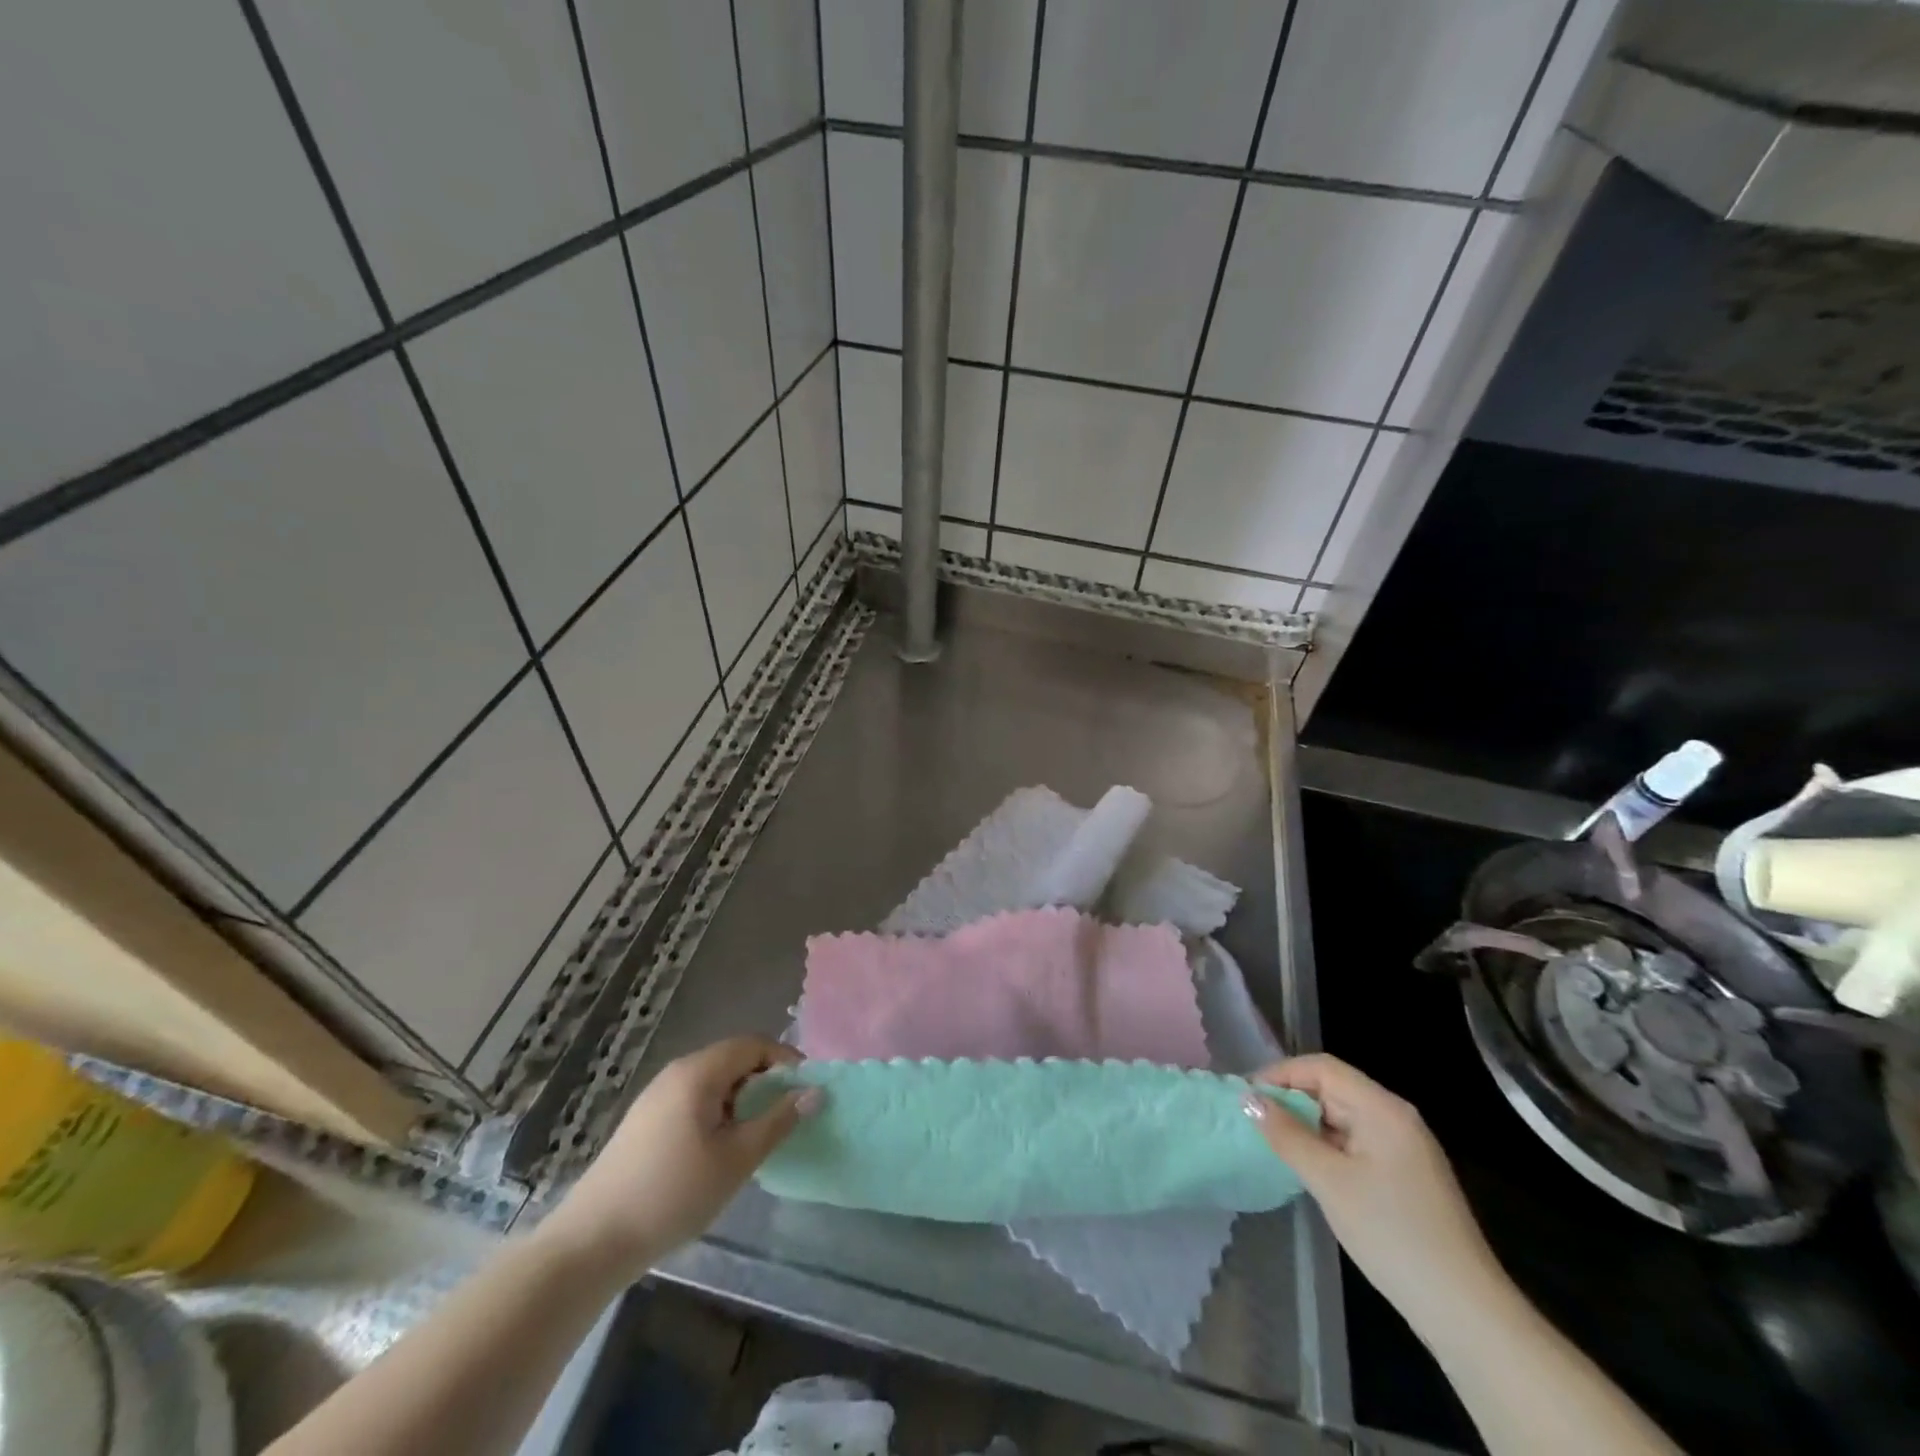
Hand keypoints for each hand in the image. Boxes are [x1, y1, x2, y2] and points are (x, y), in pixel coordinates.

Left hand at [542, 1036, 817, 1275]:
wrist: (592, 1242)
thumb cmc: (673, 1194)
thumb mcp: (737, 1159)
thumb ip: (779, 1121)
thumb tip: (815, 1092)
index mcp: (700, 1071)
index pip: (754, 1044)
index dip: (786, 1061)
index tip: (806, 1092)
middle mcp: (677, 1072)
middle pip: (734, 1059)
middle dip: (765, 1082)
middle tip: (784, 1118)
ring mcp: (657, 1095)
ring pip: (714, 1081)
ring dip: (742, 1100)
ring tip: (756, 1137)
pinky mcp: (645, 1120)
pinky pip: (694, 1099)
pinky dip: (718, 1113)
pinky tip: (720, 1150)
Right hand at [1244, 1053, 1505, 1334]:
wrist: (1465, 1311)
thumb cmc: (1392, 1234)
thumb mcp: (1329, 1181)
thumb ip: (1287, 1135)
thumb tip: (1249, 1100)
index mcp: (1383, 1108)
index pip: (1322, 1068)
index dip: (1281, 1073)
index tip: (1246, 1096)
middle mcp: (1396, 1118)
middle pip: (1333, 1088)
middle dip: (1290, 1099)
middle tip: (1252, 1121)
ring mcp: (1404, 1149)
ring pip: (1342, 1118)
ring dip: (1306, 1125)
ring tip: (1271, 1143)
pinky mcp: (1405, 1176)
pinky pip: (1355, 1143)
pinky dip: (1326, 1147)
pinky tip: (1307, 1168)